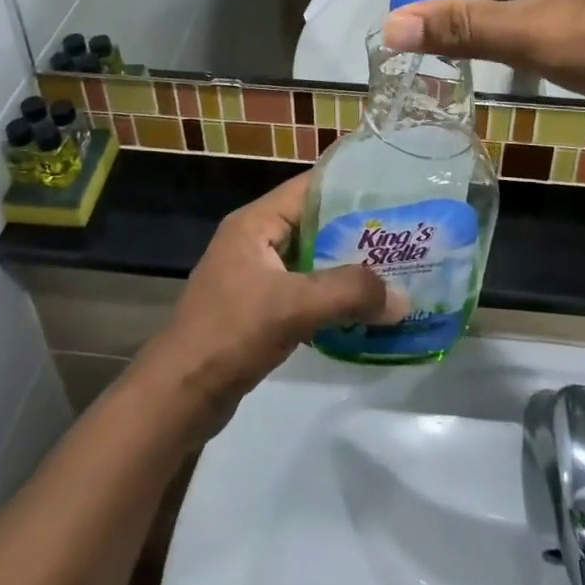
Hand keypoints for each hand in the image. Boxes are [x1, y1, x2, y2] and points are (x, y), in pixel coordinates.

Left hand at [138, 174, 406, 426]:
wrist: (178, 397)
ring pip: (312, 262)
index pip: (309, 189)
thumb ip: (349, 294)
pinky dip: (332, 299)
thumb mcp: (293, 305)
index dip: (350, 187)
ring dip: (347, 270)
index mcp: (254, 223)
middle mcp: (255, 241)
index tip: (394, 191)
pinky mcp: (259, 311)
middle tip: (405, 237)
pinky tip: (364, 312)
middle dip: (357, 233)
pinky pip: (304, 293)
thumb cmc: (230, 333)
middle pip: (315, 226)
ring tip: (395, 273)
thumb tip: (404, 298)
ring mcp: (255, 277)